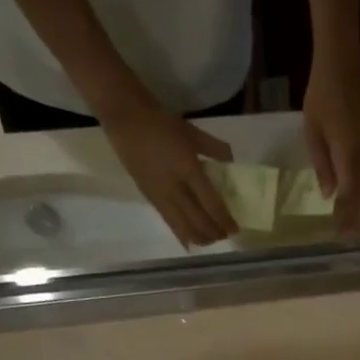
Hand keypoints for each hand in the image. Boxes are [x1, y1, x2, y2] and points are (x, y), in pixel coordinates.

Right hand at [101, 100, 238, 247]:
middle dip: (214, 233)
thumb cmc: (161, 122)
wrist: (125, 119)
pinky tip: (190, 240)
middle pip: (198, 221)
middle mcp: (175, 188)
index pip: (211, 204)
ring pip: (183, 227)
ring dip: (199, 237)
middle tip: (226, 236)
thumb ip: (214, 148)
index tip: (235, 229)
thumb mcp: (192, 131)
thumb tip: (231, 161)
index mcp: (188, 169)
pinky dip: (182, 234)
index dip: (224, 220)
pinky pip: (169, 223)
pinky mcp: (149, 198)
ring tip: (210, 240)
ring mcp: (160, 195)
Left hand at [302, 54, 359, 231]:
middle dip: (357, 217)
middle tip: (351, 239)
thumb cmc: (322, 97)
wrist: (342, 68)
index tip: (342, 234)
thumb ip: (322, 164)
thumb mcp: (312, 132)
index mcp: (348, 153)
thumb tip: (328, 194)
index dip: (347, 215)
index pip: (350, 192)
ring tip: (357, 229)